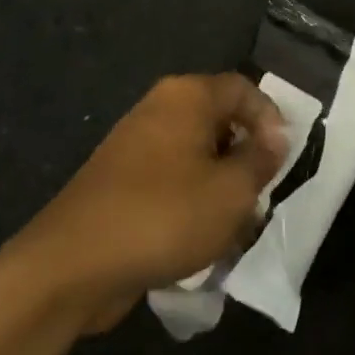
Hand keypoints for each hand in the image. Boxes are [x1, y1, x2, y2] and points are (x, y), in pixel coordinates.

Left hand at [16, 75, 287, 330]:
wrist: (72, 265)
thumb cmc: (164, 216)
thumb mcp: (232, 191)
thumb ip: (261, 160)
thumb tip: (275, 138)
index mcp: (188, 96)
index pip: (245, 89)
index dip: (272, 120)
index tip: (283, 161)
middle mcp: (160, 108)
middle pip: (220, 120)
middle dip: (246, 158)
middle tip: (261, 196)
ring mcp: (135, 144)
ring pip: (197, 155)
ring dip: (221, 185)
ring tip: (234, 226)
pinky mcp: (120, 181)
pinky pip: (171, 179)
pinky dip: (191, 201)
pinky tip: (199, 240)